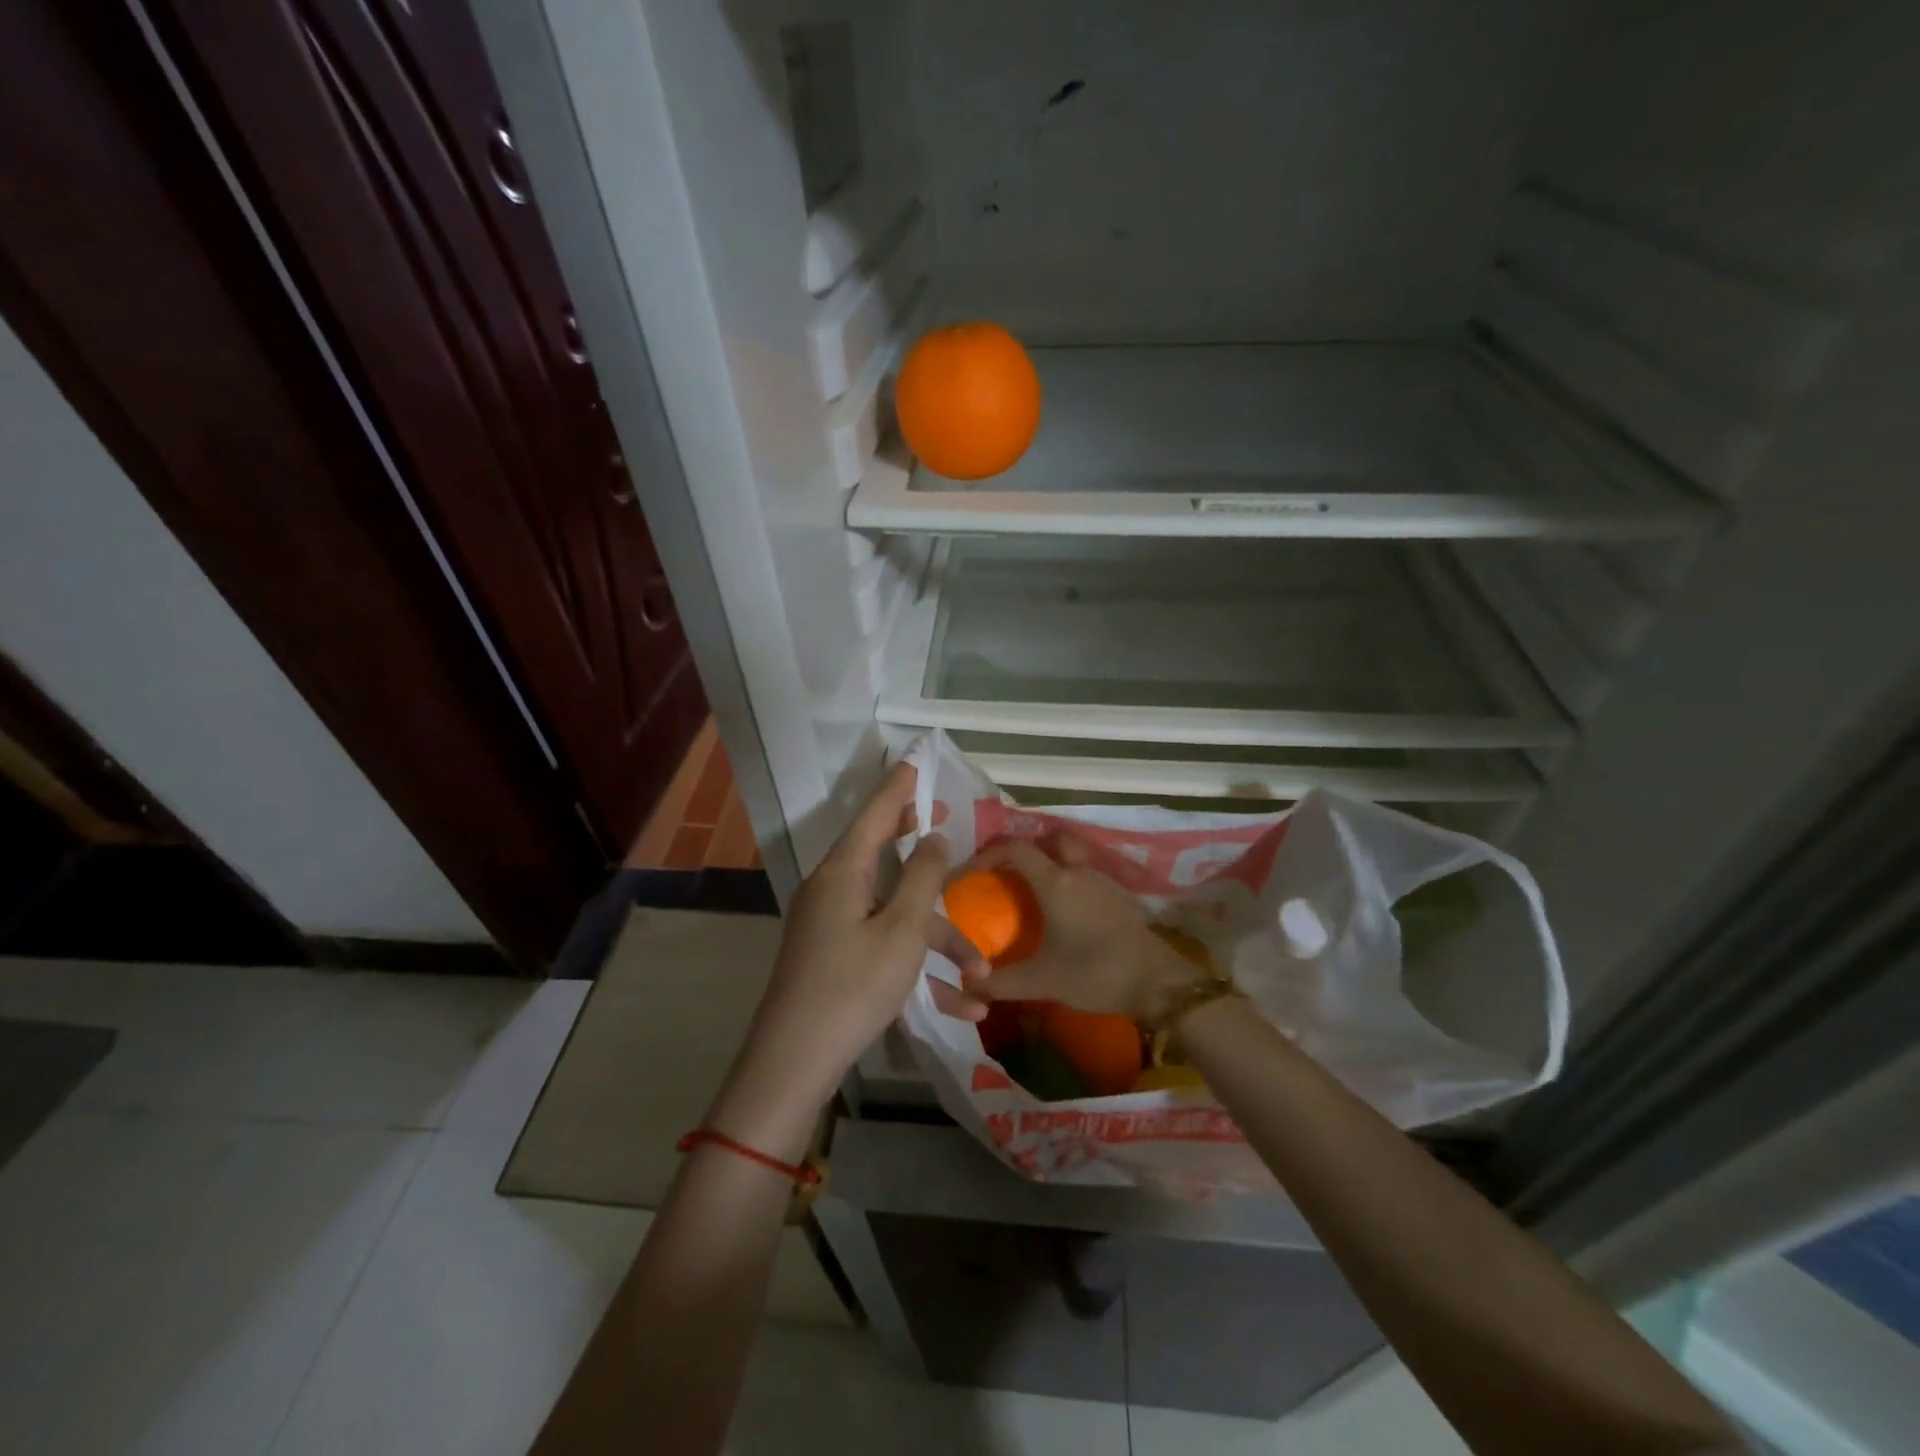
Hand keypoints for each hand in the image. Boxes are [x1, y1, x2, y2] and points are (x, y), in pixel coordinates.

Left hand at [706, 763, 988, 1155]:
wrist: (794, 1062)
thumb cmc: (854, 985)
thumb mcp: (902, 929)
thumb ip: (922, 877)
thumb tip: (934, 838)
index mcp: (843, 871)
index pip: (875, 812)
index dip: (899, 787)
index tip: (917, 763)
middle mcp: (833, 889)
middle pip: (882, 854)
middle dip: (921, 848)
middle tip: (947, 824)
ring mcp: (831, 926)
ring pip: (895, 915)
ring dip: (939, 940)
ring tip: (982, 973)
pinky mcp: (834, 958)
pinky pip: (884, 947)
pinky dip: (918, 968)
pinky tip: (960, 1007)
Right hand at [969, 836, 1204, 1020]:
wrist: (1158, 983)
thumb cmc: (1095, 972)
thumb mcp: (1042, 981)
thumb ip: (1001, 982)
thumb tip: (969, 983)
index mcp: (1055, 882)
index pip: (1014, 849)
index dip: (987, 856)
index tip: (969, 875)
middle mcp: (1077, 872)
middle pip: (1049, 842)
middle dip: (1025, 852)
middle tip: (1006, 876)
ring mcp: (1102, 883)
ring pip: (1070, 860)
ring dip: (1049, 868)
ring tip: (1030, 897)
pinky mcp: (1118, 898)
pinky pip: (1085, 878)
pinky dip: (1068, 885)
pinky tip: (1063, 916)